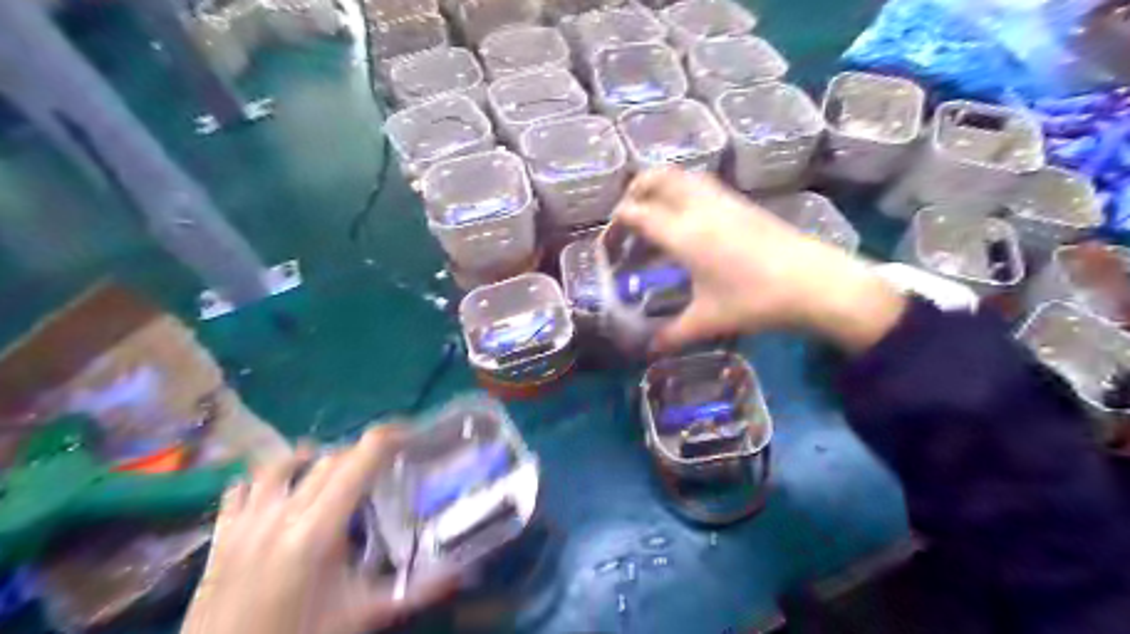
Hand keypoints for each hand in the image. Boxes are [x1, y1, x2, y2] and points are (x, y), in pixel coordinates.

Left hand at [180, 428, 454, 633]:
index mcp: (318, 528)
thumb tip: (458, 571)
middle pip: (327, 460)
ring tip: (329, 468)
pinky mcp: (221, 537)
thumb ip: (413, 590)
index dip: (385, 439)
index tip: (409, 433)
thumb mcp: (361, 616)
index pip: (358, 462)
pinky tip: (275, 490)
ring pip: (280, 465)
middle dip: (359, 454)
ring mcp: (246, 522)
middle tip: (382, 464)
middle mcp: (282, 513)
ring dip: (311, 459)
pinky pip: (239, 491)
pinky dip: (262, 481)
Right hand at [615, 167, 906, 353]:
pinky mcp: (741, 201)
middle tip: (627, 221)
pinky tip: (688, 219)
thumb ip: (672, 335)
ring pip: (680, 175)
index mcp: (682, 234)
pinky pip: (701, 184)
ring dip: (658, 187)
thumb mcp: (708, 320)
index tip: (608, 246)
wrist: (814, 282)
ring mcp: (722, 200)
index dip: (615, 226)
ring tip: (653, 215)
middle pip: (655, 179)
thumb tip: (649, 350)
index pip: (635, 214)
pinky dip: (682, 190)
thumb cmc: (755, 300)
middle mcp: (698, 207)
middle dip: (633, 193)